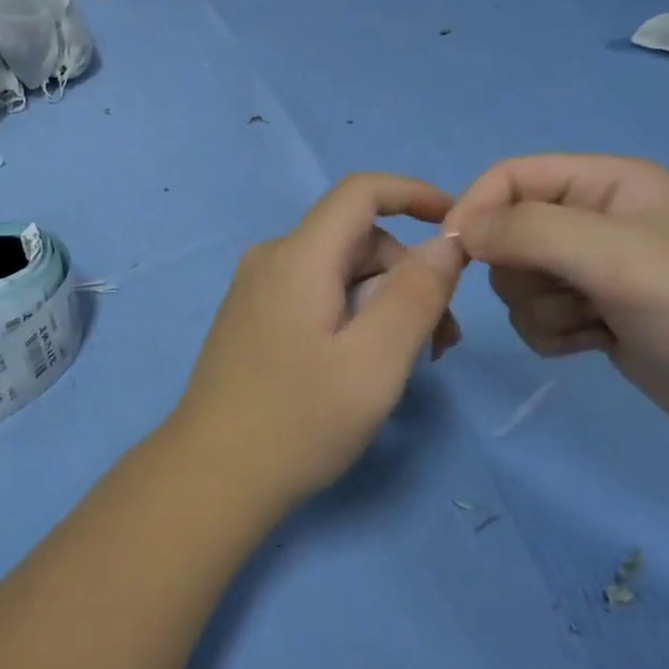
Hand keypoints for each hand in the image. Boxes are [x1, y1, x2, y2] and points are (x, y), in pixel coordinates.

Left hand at [166, 174, 467, 513]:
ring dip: (383, 301)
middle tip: (441, 341)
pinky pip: (316, 293)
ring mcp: (257, 288)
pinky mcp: (253, 316)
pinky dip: (353, 314)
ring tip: (410, 361)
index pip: (361, 191)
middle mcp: (272, 258)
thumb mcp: (374, 363)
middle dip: (407, 275)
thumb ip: (416, 296)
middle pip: (356, 239)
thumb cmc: (298, 421)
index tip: (458, 228)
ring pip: (339, 270)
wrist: (210, 476)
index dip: (413, 194)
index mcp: (298, 256)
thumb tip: (447, 243)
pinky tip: (365, 363)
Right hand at [445, 155, 668, 462]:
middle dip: (524, 270)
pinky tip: (596, 343)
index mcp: (606, 182)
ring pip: (518, 279)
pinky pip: (536, 315)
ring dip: (542, 308)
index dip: (477, 208)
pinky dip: (555, 333)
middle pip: (508, 232)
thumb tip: (458, 231)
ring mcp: (596, 270)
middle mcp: (596, 219)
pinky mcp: (595, 314)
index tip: (457, 254)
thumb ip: (528, 231)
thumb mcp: (615, 256)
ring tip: (593, 324)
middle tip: (568, 293)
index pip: (511, 176)